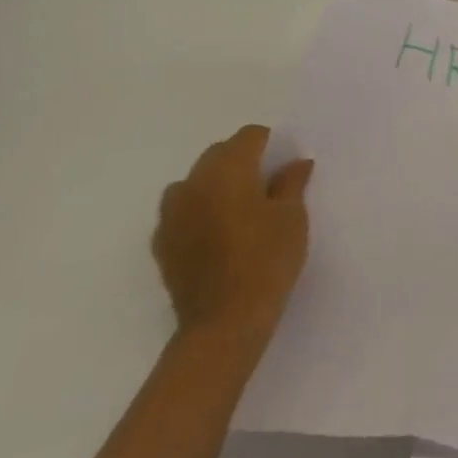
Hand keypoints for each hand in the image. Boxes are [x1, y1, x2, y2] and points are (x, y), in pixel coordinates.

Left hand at [154, 125, 312, 340]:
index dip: (268, 142)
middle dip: (241, 159)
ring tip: (239, 207)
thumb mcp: (292, 217)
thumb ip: (291, 183)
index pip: (247, 137)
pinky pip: (181, 210)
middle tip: (267, 182)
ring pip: (194, 181)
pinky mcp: (162, 242)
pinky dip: (199, 209)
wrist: (224, 321)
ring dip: (216, 183)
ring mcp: (171, 214)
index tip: (284, 160)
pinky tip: (218, 232)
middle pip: (217, 154)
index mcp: (228, 171)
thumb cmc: (267, 260)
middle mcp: (193, 184)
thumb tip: (295, 163)